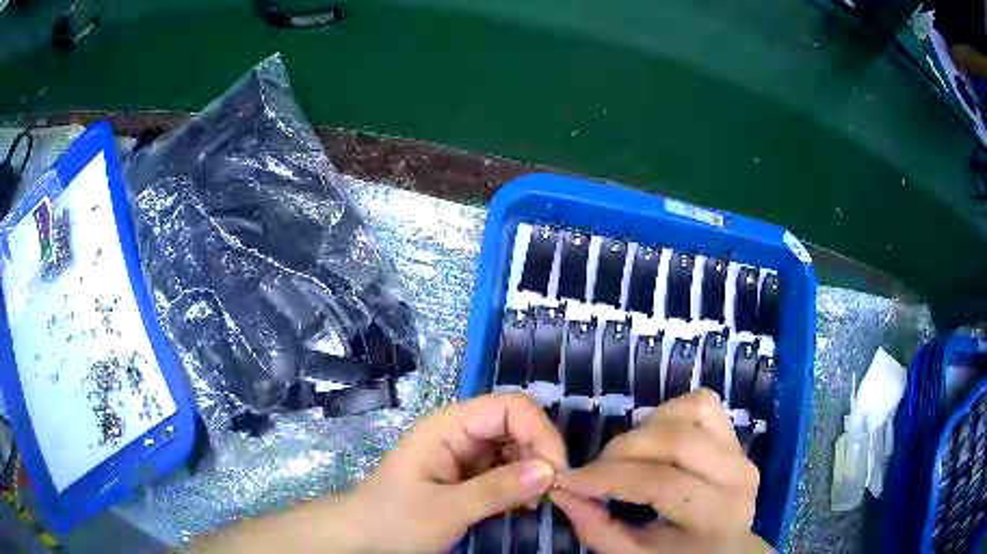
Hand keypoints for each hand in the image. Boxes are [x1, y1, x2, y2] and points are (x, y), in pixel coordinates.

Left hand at [341, 392, 566, 552]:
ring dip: (534, 469)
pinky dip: (523, 482)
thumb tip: (551, 470)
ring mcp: (466, 452)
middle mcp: (460, 431)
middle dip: (541, 452)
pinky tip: (523, 504)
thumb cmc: (395, 521)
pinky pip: (508, 466)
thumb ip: (496, 490)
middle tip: (552, 492)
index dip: (540, 433)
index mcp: (448, 426)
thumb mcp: (445, 510)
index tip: (556, 474)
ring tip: (537, 502)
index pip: (510, 407)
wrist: (365, 538)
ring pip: (517, 445)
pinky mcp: (470, 473)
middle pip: (518, 423)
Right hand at [551, 389, 771, 553]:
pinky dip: (669, 413)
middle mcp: (736, 475)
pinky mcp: (734, 435)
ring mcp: (740, 449)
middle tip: (594, 470)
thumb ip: (596, 526)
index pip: (660, 483)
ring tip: (628, 456)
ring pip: (691, 410)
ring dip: (647, 427)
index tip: (569, 480)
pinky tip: (655, 438)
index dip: (608, 478)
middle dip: (622, 449)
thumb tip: (561, 488)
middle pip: (676, 439)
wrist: (726, 548)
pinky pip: (702, 403)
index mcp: (716, 515)